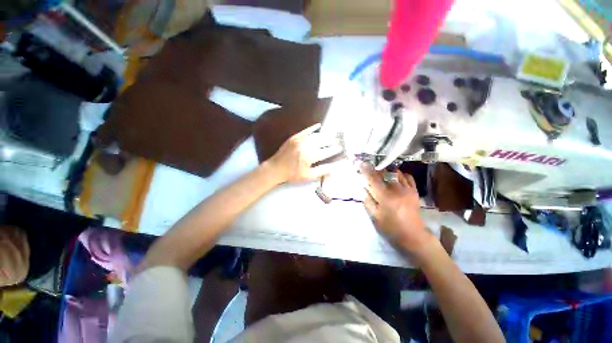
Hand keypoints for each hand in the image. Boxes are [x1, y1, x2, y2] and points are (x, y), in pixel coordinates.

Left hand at [268, 123, 342, 182]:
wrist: (276, 168)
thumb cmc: (293, 174)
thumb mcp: (308, 176)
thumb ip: (322, 171)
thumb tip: (334, 166)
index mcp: (311, 156)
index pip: (327, 151)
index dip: (335, 149)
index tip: (341, 147)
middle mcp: (307, 146)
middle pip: (323, 141)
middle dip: (332, 141)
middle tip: (339, 140)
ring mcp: (300, 140)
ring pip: (316, 135)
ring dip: (325, 135)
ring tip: (331, 135)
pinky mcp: (294, 137)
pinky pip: (306, 130)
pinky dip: (313, 128)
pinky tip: (319, 126)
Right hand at [360, 162, 434, 256]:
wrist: (413, 235)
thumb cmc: (391, 227)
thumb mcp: (375, 217)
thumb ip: (368, 201)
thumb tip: (364, 189)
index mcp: (385, 197)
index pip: (373, 179)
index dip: (366, 170)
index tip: (361, 163)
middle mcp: (397, 190)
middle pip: (385, 173)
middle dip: (376, 169)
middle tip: (371, 169)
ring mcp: (407, 189)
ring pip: (396, 173)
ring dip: (387, 171)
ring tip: (382, 172)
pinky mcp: (414, 191)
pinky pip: (408, 177)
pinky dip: (400, 174)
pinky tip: (396, 177)